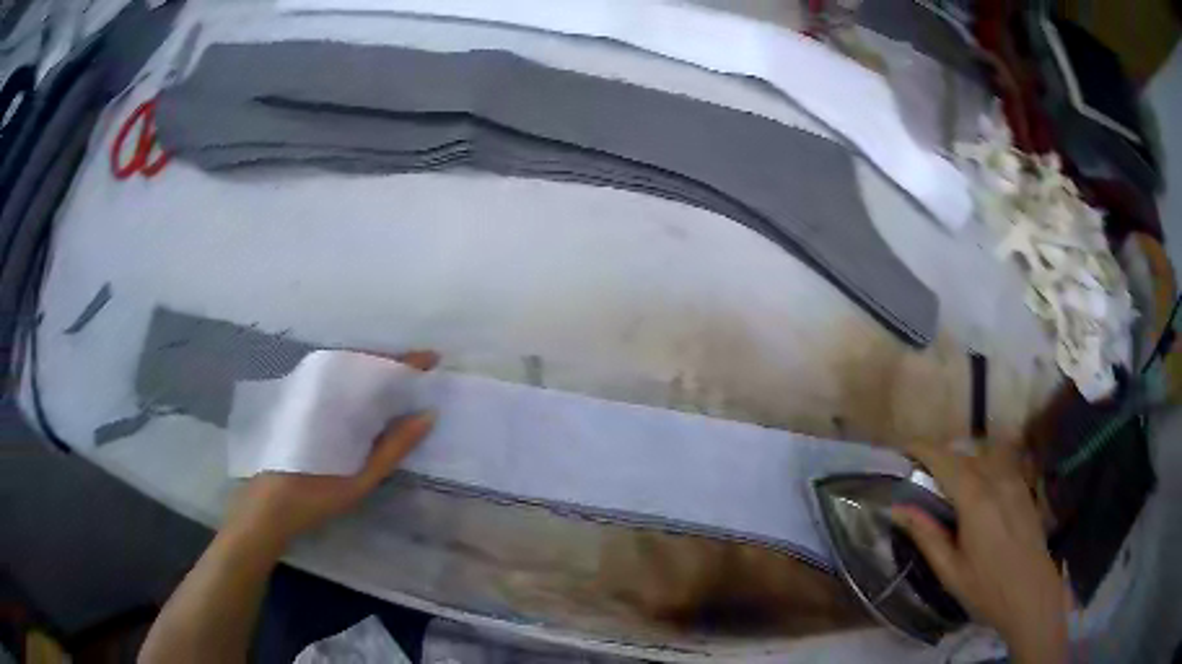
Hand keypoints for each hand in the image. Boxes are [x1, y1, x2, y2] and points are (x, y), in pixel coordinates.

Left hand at [226, 350, 439, 546]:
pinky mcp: (295, 400)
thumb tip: (428, 415)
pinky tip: (361, 400)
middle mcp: (320, 384)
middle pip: (361, 361)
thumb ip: (394, 446)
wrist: (267, 504)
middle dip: (391, 364)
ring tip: (395, 384)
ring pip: (344, 369)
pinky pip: (330, 380)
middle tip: (417, 374)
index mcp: (339, 400)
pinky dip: (351, 382)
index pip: (379, 370)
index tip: (433, 358)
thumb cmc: (316, 494)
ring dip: (370, 371)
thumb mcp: (361, 477)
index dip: (408, 363)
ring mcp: (304, 390)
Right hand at [892, 439, 1068, 663]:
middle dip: (940, 456)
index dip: (922, 449)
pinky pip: (999, 464)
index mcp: (975, 500)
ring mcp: (1014, 480)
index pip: (945, 461)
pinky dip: (981, 466)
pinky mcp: (1024, 487)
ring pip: (983, 455)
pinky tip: (977, 488)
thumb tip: (898, 508)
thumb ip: (926, 535)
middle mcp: (996, 480)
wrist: (1031, 592)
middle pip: (964, 454)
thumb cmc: (986, 588)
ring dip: (962, 460)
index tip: (903, 449)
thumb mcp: (950, 570)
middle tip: (921, 475)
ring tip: (948, 481)